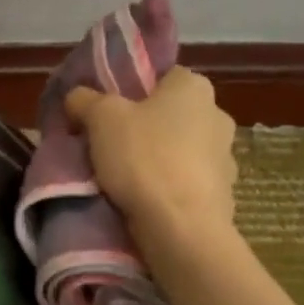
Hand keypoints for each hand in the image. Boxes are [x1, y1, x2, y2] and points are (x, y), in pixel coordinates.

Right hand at [65, 68, 237, 249]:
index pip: (160, 76)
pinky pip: (186, 182)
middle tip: (107, 143)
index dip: (130, 89)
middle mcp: (217, 115)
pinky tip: (143, 200)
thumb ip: (84, 99)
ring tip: (121, 177)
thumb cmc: (144, 158)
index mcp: (194, 87)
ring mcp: (225, 158)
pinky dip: (167, 187)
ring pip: (178, 149)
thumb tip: (77, 97)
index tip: (105, 110)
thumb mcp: (100, 117)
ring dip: (157, 158)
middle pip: (169, 114)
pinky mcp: (223, 195)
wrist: (181, 229)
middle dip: (142, 126)